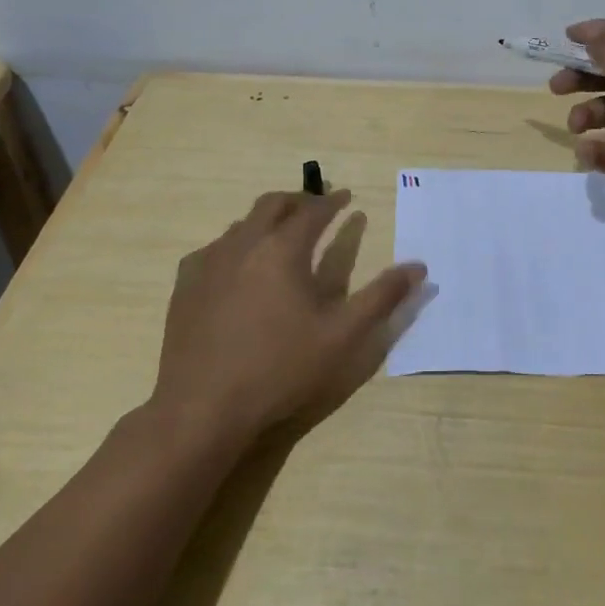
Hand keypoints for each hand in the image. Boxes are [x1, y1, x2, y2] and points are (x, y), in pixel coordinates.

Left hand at [147, 189, 426, 448]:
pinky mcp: (185, 285)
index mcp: (283, 249)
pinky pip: (214, 249)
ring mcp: (209, 262)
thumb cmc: (280, 369)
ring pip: (242, 224)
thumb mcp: (343, 336)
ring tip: (282, 236)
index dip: (333, 201)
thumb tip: (419, 267)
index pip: (313, 210)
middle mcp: (244, 244)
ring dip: (267, 221)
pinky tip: (239, 268)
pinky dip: (236, 245)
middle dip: (298, 200)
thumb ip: (382, 297)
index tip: (348, 197)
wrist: (202, 408)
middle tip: (317, 207)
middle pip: (272, 204)